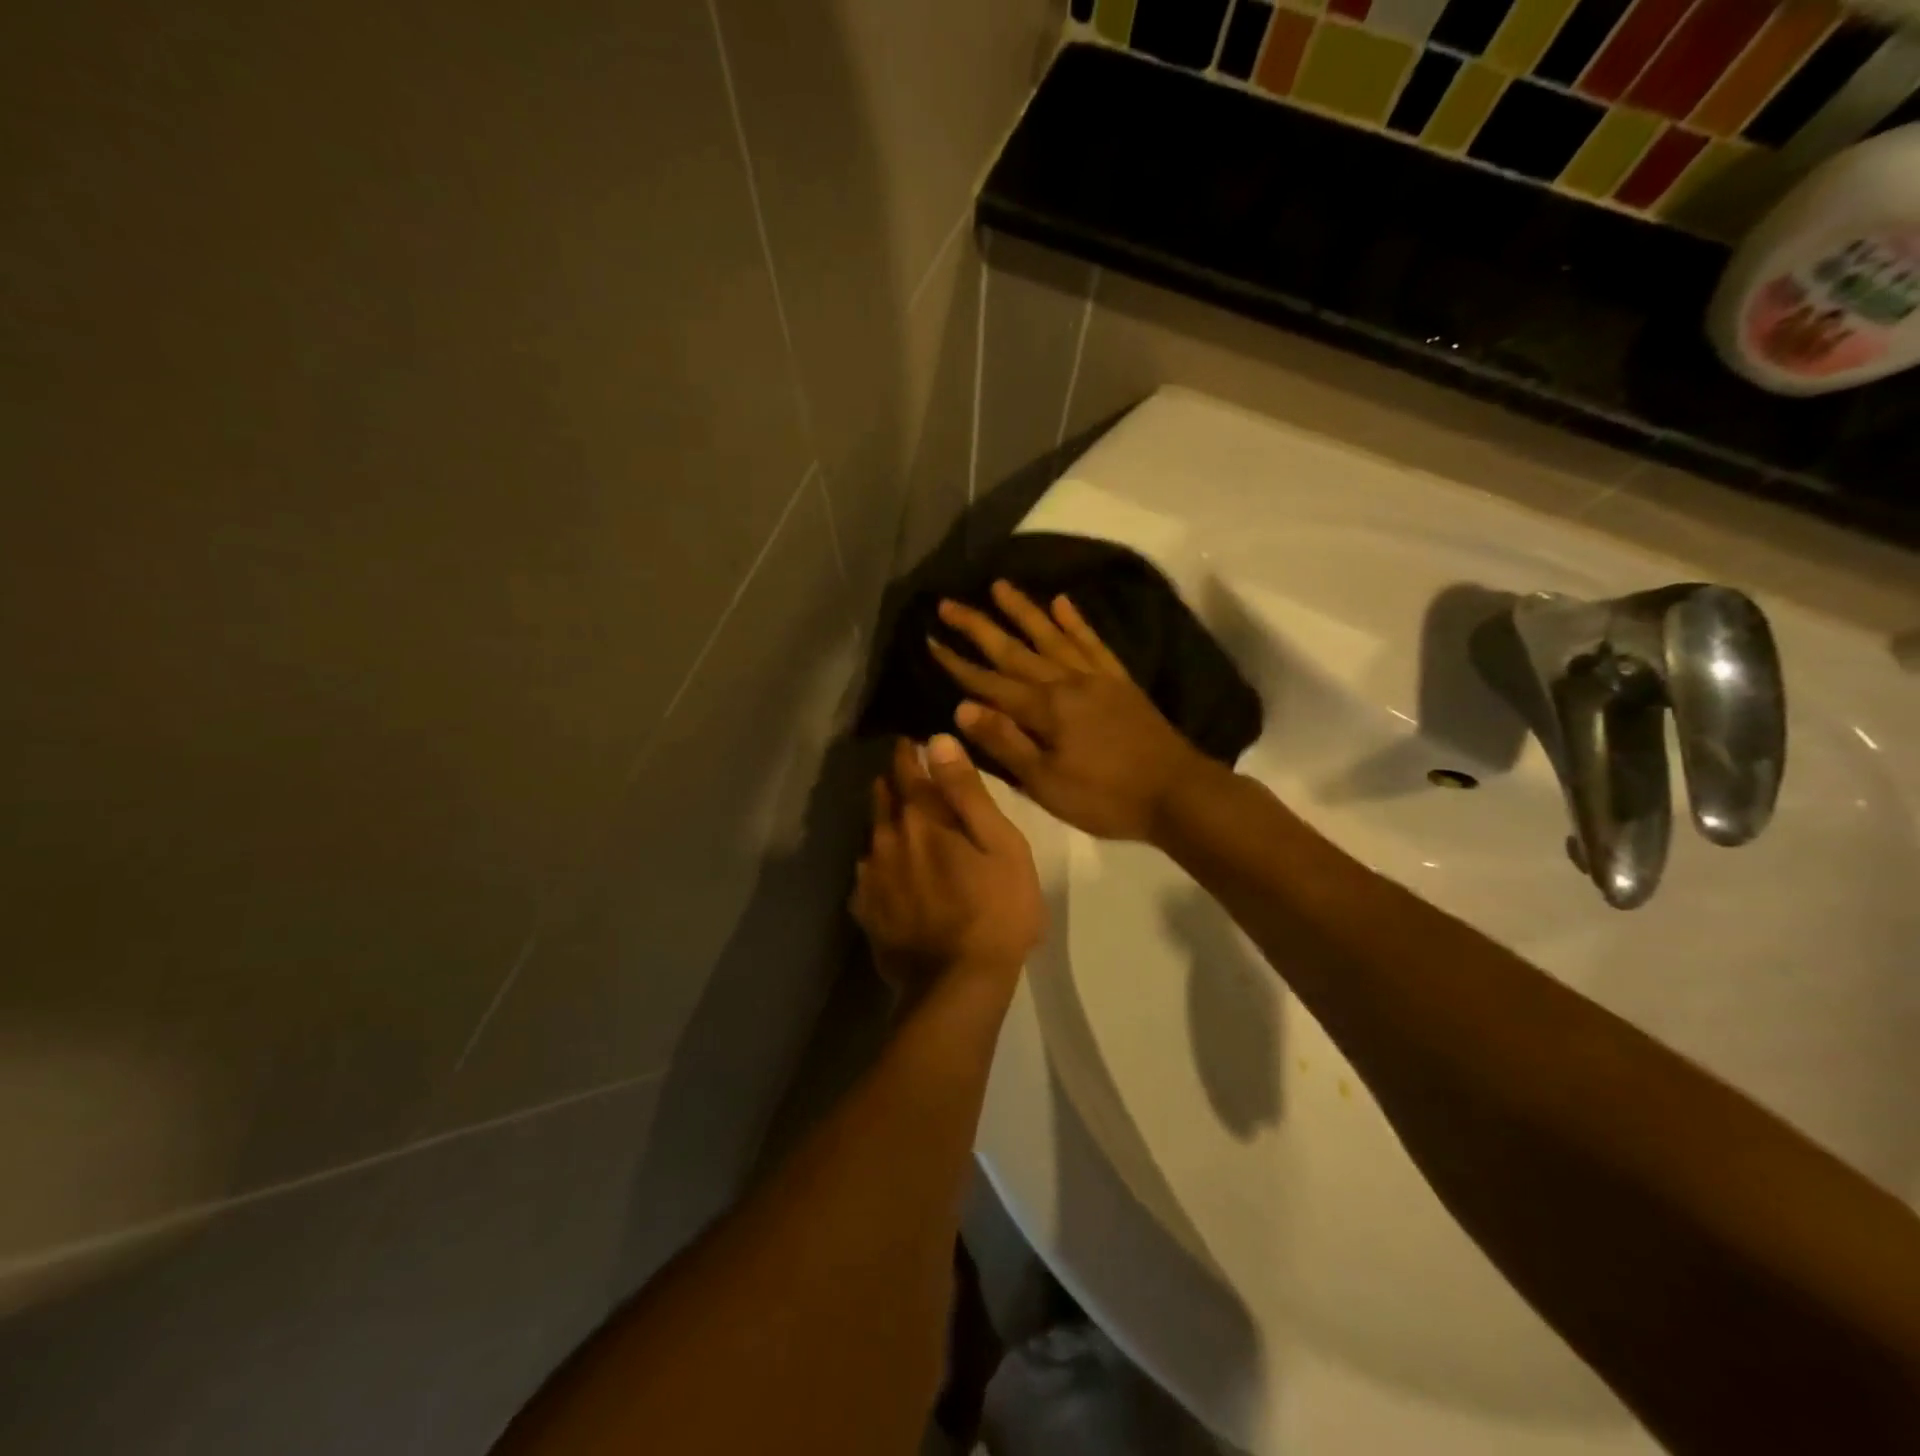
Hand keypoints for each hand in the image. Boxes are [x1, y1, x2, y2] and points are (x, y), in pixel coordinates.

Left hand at [852, 736, 1044, 995]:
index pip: (906, 769)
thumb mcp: (1001, 845)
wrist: (958, 986)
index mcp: (922, 819)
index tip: (912, 741)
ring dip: (885, 822)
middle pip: (883, 798)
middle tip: (909, 776)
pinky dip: (879, 863)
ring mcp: (870, 877)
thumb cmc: (996, 910)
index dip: (908, 752)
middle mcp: (886, 839)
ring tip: (903, 823)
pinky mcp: (866, 911)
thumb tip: (939, 741)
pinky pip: (867, 874)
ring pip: (873, 835)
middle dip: (894, 782)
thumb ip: (967, 792)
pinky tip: (892, 873)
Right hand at [927, 581, 1215, 841]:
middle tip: (948, 603)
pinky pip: (1093, 642)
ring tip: (999, 585)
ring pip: (1052, 635)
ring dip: (1024, 610)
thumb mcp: (1046, 783)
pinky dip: (1076, 621)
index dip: (957, 664)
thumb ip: (1006, 742)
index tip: (930, 640)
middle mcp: (1066, 682)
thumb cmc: (1105, 797)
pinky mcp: (1119, 681)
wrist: (1177, 793)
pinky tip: (1062, 602)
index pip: (989, 682)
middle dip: (978, 626)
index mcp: (1044, 709)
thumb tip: (962, 707)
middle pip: (1014, 649)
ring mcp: (1096, 677)